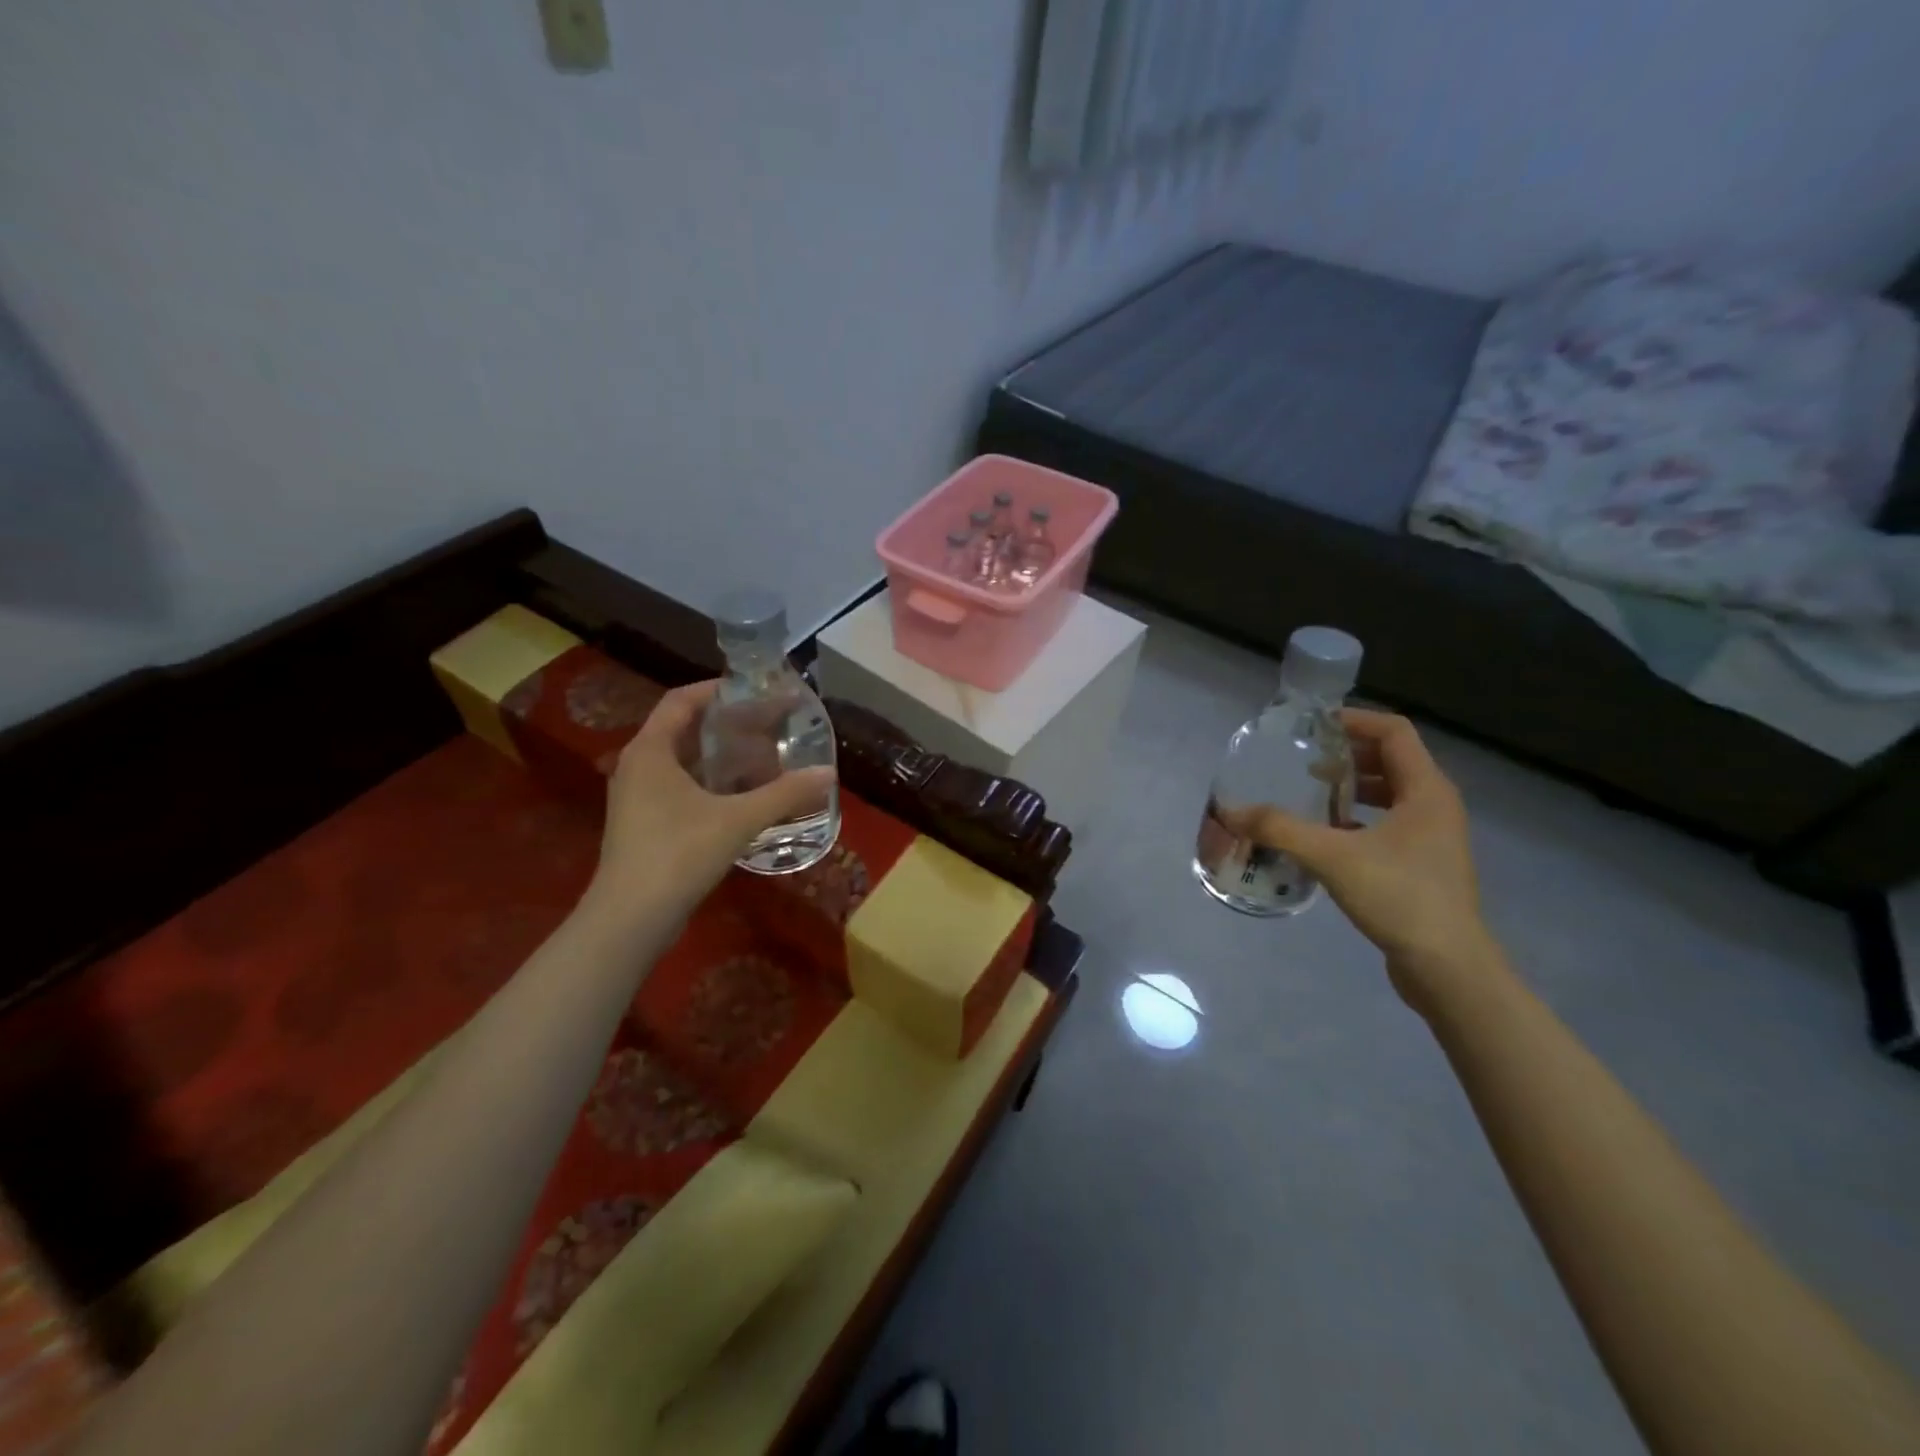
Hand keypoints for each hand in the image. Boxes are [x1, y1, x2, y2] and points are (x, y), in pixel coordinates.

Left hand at [587, 681, 834, 921]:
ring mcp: (636, 798)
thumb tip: (827, 772)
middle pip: (683, 729)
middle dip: (725, 724)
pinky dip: (709, 783)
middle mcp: (637, 766)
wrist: (630, 918)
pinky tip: (741, 797)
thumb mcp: (738, 819)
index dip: (717, 690)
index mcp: (650, 751)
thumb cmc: (679, 854)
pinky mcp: (643, 825)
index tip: (754, 690)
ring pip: (681, 762)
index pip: (681, 701)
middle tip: (767, 724)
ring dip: (719, 756)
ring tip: (761, 757)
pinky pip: (679, 788)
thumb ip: (784, 793)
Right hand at [1220, 709, 1497, 1010]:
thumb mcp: (1332, 857)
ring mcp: (1433, 836)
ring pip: (1391, 793)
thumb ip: (1280, 829)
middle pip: (1391, 759)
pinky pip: (1389, 822)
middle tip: (1303, 759)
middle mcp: (1436, 805)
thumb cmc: (1399, 896)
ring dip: (1352, 786)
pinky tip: (1326, 834)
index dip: (1354, 720)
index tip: (1312, 726)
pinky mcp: (1423, 863)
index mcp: (1427, 790)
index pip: (1394, 732)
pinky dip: (1358, 817)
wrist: (1447, 966)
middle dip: (1347, 754)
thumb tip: (1231, 812)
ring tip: (1311, 791)